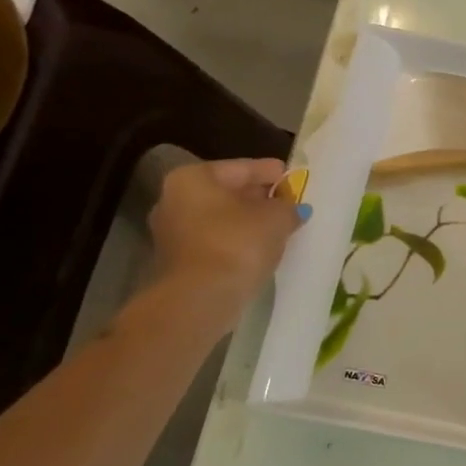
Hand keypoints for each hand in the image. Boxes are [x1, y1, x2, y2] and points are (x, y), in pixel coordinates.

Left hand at [148, 158, 303, 320]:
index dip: (272, 172)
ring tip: (280, 229)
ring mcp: (172, 232)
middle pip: (228, 193)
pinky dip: (238, 242)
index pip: (241, 168)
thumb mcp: (276, 218)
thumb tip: (292, 208)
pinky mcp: (179, 261)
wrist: (202, 298)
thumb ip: (288, 206)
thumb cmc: (238, 243)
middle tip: (289, 203)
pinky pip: (216, 242)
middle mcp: (174, 199)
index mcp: (193, 177)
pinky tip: (261, 249)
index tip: (294, 177)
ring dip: (249, 222)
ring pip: (221, 219)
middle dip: (259, 198)